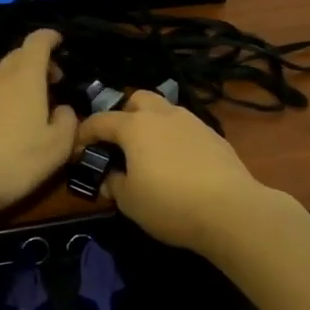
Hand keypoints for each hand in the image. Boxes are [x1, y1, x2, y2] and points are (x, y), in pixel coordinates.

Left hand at [0, 29, 77, 227]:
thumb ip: (69, 122)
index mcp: (24, 78)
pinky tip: (11, 125)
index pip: (37, 42)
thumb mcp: (57, 148)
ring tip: (36, 106)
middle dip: (39, 62)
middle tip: (55, 81)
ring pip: (3, 76)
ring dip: (21, 82)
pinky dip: (6, 99)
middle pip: (19, 56)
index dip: (50, 37)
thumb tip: (64, 110)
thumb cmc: (12, 161)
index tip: (61, 42)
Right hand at [75, 91, 273, 252]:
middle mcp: (163, 115)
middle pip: (137, 99)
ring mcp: (192, 122)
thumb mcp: (130, 202)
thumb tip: (110, 178)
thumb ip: (114, 185)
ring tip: (150, 154)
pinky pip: (186, 128)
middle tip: (121, 143)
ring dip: (153, 125)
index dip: (84, 133)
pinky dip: (175, 138)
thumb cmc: (170, 204)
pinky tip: (178, 164)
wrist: (231, 209)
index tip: (78, 149)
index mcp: (135, 127)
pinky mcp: (214, 136)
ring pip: (165, 111)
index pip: (101, 120)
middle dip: (124, 115)